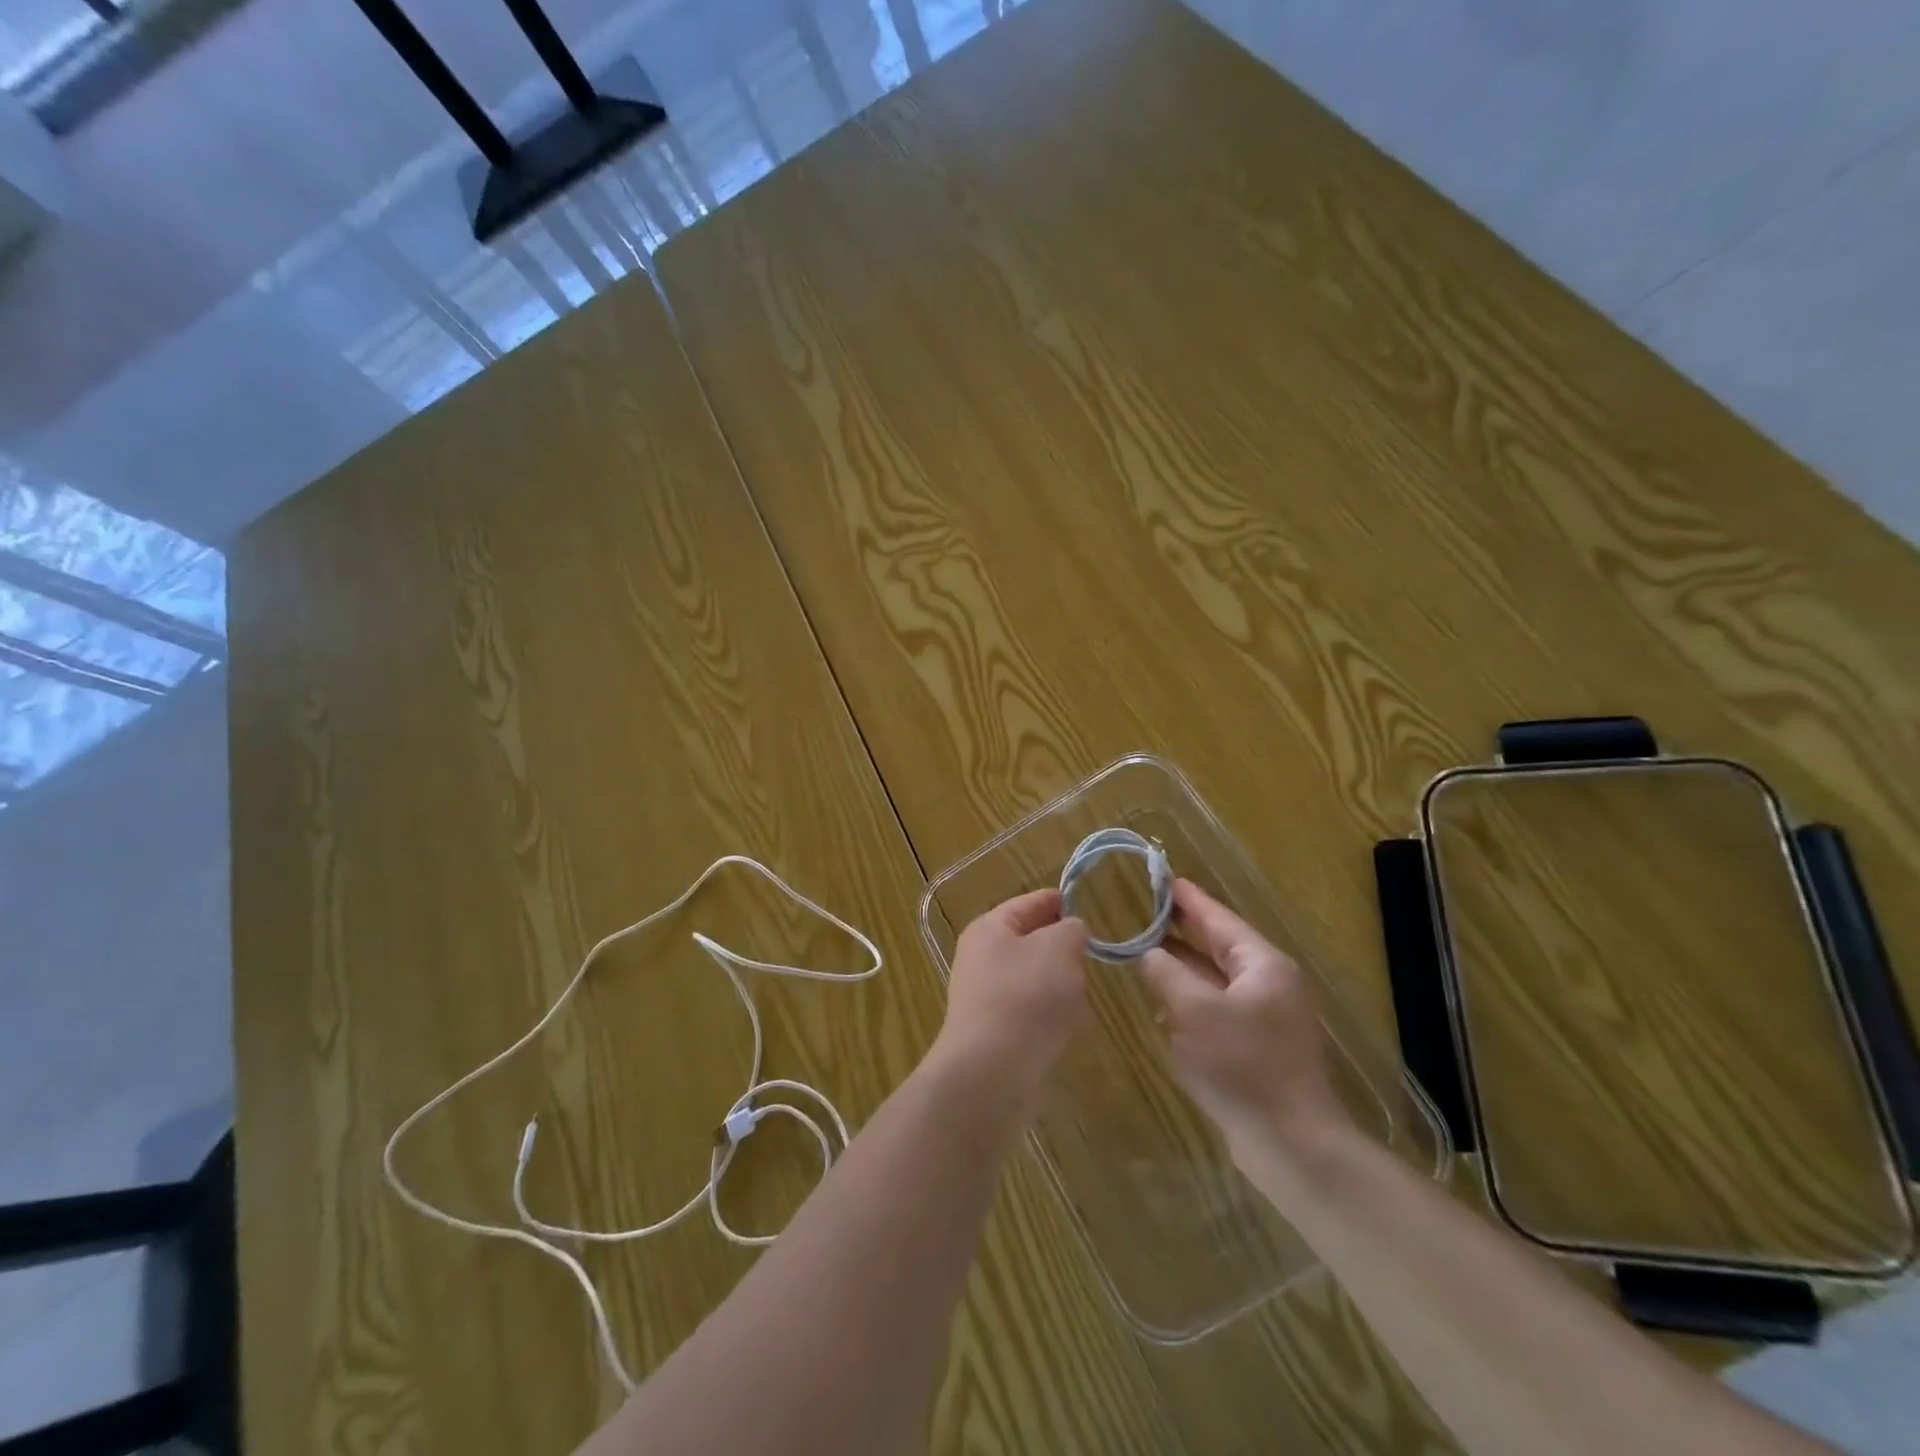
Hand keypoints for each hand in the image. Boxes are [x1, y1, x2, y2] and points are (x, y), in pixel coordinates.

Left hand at [936, 889, 1088, 1106]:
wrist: (992, 1072)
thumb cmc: (1026, 996)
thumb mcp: (1058, 948)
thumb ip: (1070, 930)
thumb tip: (1071, 931)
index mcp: (989, 929)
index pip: (1028, 903)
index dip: (1057, 900)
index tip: (1084, 903)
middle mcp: (980, 958)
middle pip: (1028, 941)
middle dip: (1059, 945)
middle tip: (1090, 950)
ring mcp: (984, 997)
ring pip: (1031, 977)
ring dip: (1057, 982)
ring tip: (1082, 989)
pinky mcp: (994, 1032)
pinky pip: (1029, 1010)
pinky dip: (1049, 1012)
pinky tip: (1066, 1024)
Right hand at [1140, 879, 1350, 1161]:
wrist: (1290, 1145)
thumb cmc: (1244, 1066)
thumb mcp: (1195, 1011)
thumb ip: (1166, 973)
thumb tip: (1146, 953)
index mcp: (1262, 965)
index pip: (1218, 918)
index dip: (1186, 897)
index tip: (1158, 875)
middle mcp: (1266, 983)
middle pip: (1217, 944)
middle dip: (1180, 928)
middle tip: (1142, 907)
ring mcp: (1262, 1016)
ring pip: (1213, 978)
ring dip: (1180, 964)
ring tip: (1142, 946)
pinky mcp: (1253, 1046)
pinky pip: (1214, 1008)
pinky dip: (1187, 998)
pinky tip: (1160, 998)